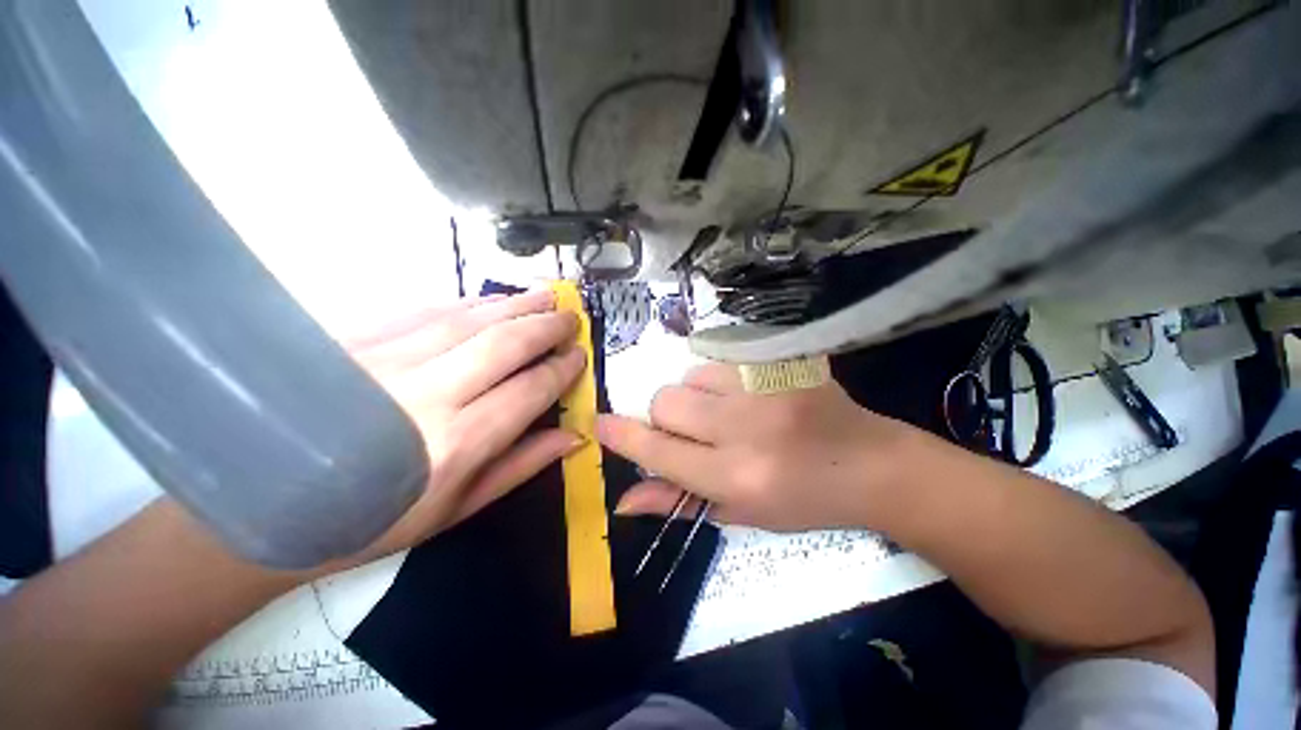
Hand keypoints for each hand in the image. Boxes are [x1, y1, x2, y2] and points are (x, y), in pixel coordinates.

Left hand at [338, 290, 585, 565]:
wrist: (267, 503)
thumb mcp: (459, 508)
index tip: (580, 356)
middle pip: (504, 344)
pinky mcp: (353, 340)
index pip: (529, 391)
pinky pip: (425, 311)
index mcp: (454, 445)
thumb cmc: (375, 519)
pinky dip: (468, 303)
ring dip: (515, 305)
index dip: (562, 370)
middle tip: (570, 317)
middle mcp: (424, 395)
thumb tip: (574, 434)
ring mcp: (384, 361)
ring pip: (469, 320)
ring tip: (545, 297)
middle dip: (547, 326)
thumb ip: (522, 465)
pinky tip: (491, 302)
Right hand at [596, 363, 922, 531]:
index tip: (601, 424)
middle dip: (668, 417)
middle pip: (667, 401)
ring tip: (728, 413)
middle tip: (697, 431)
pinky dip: (721, 381)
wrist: (868, 463)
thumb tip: (623, 499)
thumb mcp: (739, 513)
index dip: (624, 436)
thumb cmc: (802, 499)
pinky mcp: (781, 362)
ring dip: (696, 397)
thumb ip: (677, 502)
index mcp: (736, 476)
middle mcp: (745, 428)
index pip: (659, 451)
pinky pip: (721, 362)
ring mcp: (765, 388)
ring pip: (691, 377)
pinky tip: (748, 395)